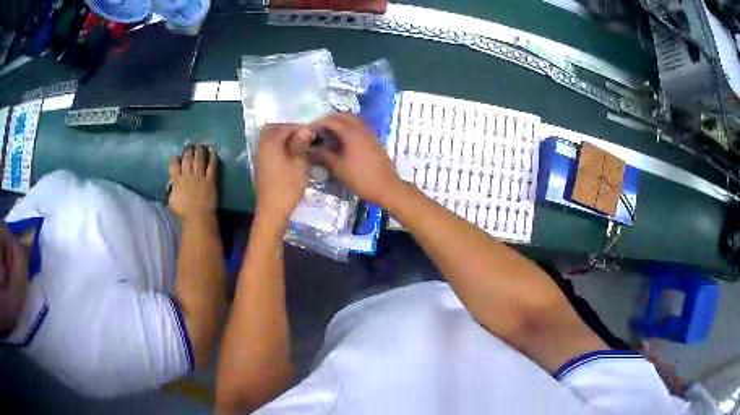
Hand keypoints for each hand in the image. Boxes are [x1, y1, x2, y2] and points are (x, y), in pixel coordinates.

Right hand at [169, 145, 217, 219]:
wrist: (197, 216)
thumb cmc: (183, 212)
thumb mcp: (172, 200)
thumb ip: (173, 189)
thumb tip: (173, 184)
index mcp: (177, 181)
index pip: (173, 166)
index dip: (174, 158)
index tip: (175, 155)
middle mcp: (188, 175)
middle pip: (187, 159)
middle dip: (188, 151)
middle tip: (190, 146)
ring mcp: (199, 176)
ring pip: (199, 159)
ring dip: (199, 151)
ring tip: (200, 145)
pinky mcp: (210, 180)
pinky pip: (212, 166)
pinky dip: (213, 158)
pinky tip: (214, 152)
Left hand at [255, 124, 311, 223]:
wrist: (272, 211)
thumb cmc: (287, 188)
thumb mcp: (299, 165)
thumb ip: (301, 145)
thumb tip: (305, 130)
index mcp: (270, 144)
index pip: (285, 128)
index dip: (300, 128)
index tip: (313, 133)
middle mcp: (262, 147)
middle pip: (272, 129)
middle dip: (287, 130)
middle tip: (303, 137)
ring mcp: (260, 157)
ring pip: (269, 139)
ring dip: (283, 138)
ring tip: (300, 146)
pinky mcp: (261, 166)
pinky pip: (269, 149)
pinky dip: (279, 147)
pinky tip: (292, 156)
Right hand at [309, 114, 402, 205]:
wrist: (386, 187)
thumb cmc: (360, 178)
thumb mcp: (338, 168)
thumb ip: (323, 155)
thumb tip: (310, 149)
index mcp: (351, 132)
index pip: (331, 120)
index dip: (317, 123)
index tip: (308, 131)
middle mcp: (361, 128)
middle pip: (343, 116)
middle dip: (329, 119)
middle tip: (318, 129)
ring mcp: (370, 134)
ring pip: (353, 120)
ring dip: (340, 123)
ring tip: (329, 134)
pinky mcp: (375, 141)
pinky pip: (359, 128)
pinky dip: (349, 129)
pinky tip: (343, 141)